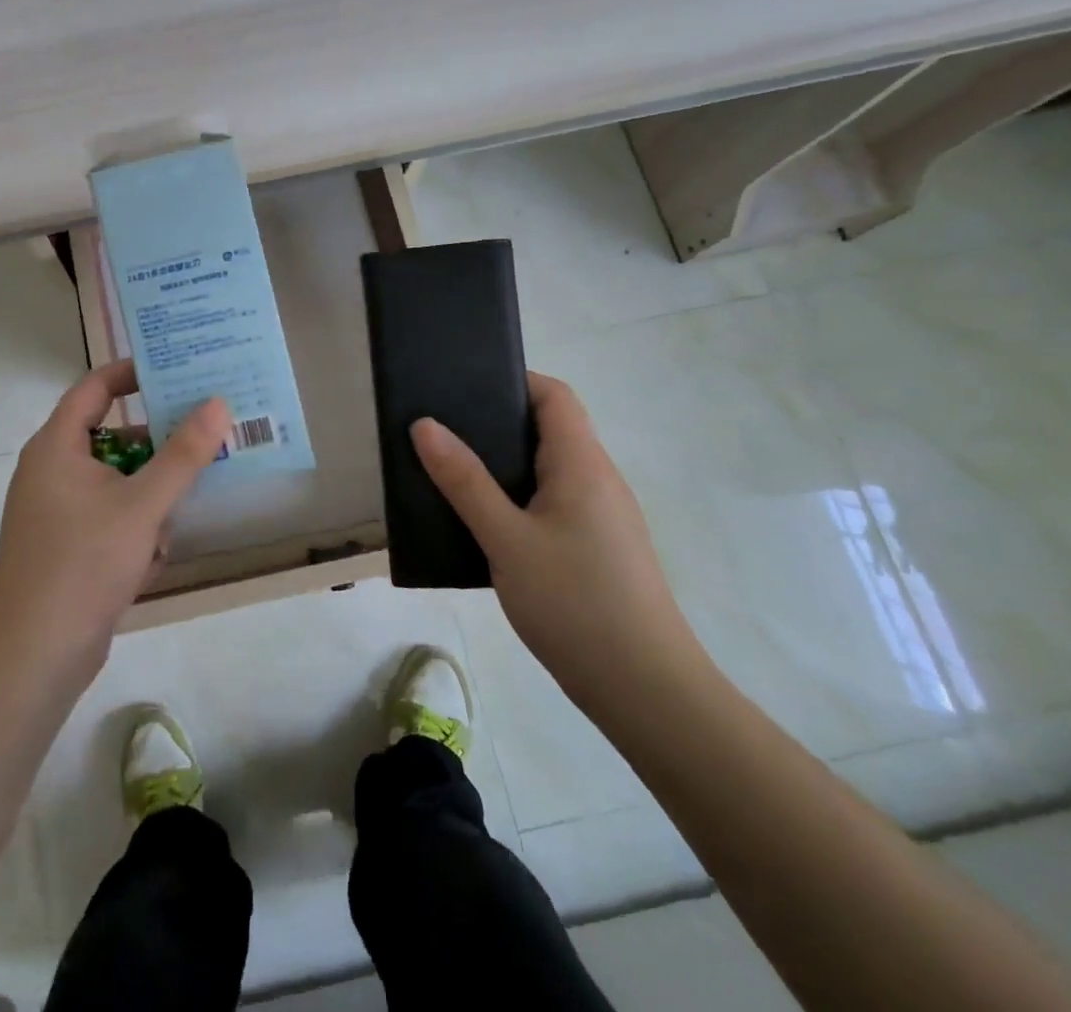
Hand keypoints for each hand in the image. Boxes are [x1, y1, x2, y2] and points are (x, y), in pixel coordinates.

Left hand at [0, 360, 230, 680]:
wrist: (34, 654)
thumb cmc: (84, 563)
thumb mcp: (142, 506)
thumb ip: (183, 454)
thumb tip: (217, 403)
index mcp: (56, 446)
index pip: (94, 388)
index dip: (132, 373)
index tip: (175, 370)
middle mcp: (51, 470)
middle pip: (111, 439)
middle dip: (155, 449)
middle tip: (201, 439)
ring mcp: (55, 511)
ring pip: (116, 485)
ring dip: (148, 502)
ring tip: (171, 524)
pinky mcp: (64, 545)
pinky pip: (108, 519)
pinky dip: (132, 532)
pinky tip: (147, 562)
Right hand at [410, 373, 706, 708]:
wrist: (646, 691)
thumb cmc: (575, 603)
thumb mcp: (506, 539)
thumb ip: (464, 481)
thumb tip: (424, 424)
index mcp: (582, 464)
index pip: (554, 395)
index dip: (512, 380)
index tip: (460, 387)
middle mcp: (597, 480)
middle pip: (549, 429)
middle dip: (494, 423)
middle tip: (439, 429)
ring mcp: (601, 517)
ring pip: (547, 470)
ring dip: (501, 465)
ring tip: (448, 471)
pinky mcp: (596, 548)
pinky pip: (550, 503)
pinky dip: (514, 498)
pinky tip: (480, 522)